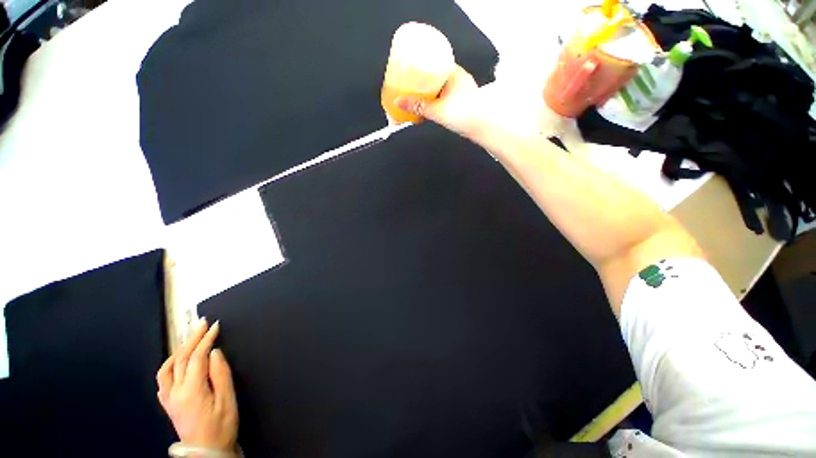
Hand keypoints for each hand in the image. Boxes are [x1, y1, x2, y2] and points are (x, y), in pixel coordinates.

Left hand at [157, 319, 237, 451]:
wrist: (205, 452)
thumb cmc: (221, 426)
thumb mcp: (227, 400)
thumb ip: (221, 374)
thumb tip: (214, 352)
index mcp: (191, 391)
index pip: (197, 357)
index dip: (206, 339)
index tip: (216, 325)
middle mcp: (175, 392)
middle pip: (181, 358)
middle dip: (192, 338)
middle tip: (202, 323)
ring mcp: (168, 398)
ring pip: (168, 367)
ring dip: (179, 349)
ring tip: (190, 337)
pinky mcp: (168, 403)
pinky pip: (163, 379)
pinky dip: (170, 364)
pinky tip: (177, 360)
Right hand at [395, 65, 546, 153]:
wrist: (484, 128)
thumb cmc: (464, 114)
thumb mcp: (438, 110)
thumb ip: (418, 106)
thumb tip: (398, 101)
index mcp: (455, 73)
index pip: (438, 60)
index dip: (424, 62)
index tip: (412, 66)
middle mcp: (460, 79)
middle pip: (439, 74)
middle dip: (426, 79)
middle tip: (412, 82)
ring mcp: (463, 91)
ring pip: (443, 87)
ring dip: (432, 90)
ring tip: (418, 94)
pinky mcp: (464, 103)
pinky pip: (447, 97)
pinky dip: (438, 99)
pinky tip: (432, 105)